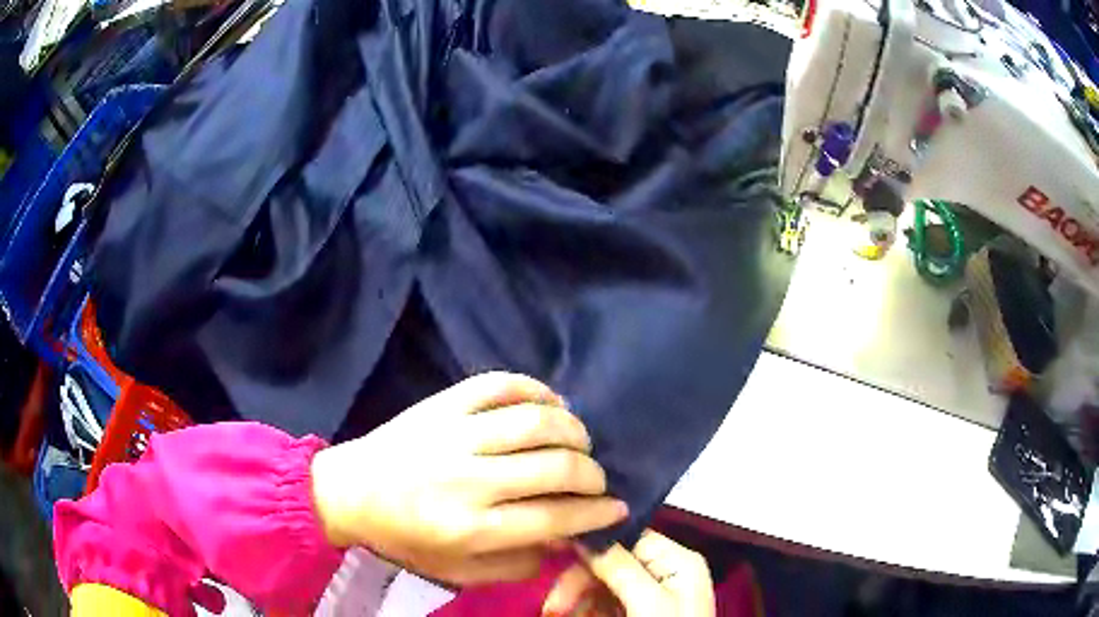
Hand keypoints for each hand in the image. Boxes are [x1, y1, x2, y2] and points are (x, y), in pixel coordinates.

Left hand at [310, 372, 628, 585]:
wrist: (350, 491)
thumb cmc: (406, 537)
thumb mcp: (460, 571)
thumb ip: (518, 562)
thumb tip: (566, 538)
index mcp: (470, 528)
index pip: (554, 517)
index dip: (596, 512)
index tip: (618, 506)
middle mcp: (467, 480)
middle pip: (554, 467)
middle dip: (592, 474)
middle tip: (597, 479)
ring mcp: (454, 434)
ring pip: (535, 422)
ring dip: (573, 430)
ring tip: (580, 441)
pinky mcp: (443, 404)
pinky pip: (500, 384)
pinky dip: (535, 389)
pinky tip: (550, 404)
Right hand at [542, 530, 714, 616]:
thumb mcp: (648, 604)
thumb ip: (620, 568)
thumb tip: (587, 534)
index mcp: (676, 561)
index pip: (628, 536)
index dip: (592, 544)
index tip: (557, 554)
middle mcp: (664, 572)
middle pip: (608, 563)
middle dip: (577, 583)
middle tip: (553, 608)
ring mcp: (649, 595)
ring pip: (600, 585)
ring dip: (575, 600)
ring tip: (557, 615)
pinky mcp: (637, 614)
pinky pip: (601, 604)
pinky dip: (583, 611)